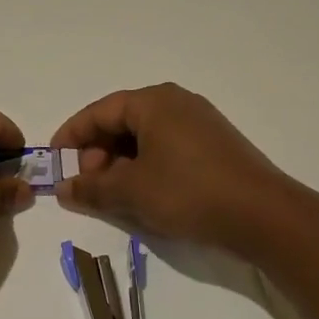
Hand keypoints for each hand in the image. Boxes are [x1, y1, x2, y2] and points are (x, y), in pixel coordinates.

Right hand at [53, 84, 285, 250]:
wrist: (264, 215)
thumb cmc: (188, 192)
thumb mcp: (131, 191)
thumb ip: (91, 187)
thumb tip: (62, 188)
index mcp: (153, 102)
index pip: (99, 112)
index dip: (72, 136)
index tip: (54, 162)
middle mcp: (176, 103)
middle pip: (122, 122)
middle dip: (97, 153)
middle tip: (88, 184)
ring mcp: (200, 122)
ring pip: (145, 137)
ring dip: (121, 163)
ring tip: (113, 194)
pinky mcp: (215, 145)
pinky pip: (167, 147)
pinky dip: (147, 166)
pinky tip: (145, 194)